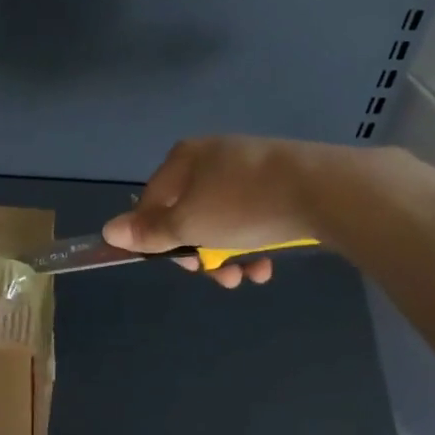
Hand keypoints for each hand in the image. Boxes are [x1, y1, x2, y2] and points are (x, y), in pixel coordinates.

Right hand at [103, 136, 316, 288]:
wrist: (327, 191)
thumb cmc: (244, 206)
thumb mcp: (188, 225)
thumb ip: (148, 232)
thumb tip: (107, 232)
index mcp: (186, 159)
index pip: (153, 202)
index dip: (157, 238)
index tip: (178, 263)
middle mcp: (214, 158)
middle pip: (189, 215)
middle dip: (201, 253)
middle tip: (216, 275)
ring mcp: (251, 169)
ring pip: (223, 222)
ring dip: (229, 256)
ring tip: (246, 276)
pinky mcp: (282, 183)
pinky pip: (254, 217)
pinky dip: (254, 243)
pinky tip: (267, 264)